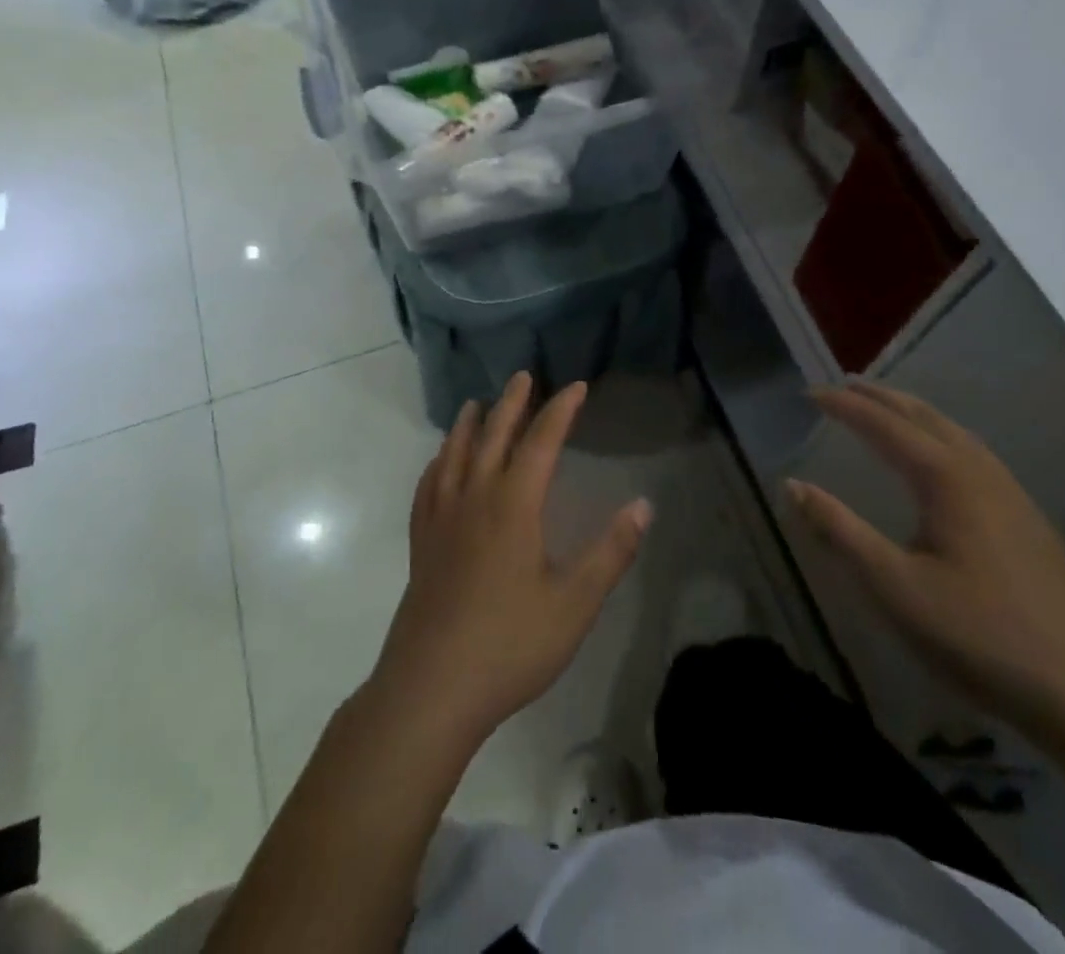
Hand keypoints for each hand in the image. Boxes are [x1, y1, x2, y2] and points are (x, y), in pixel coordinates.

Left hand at [367, 373, 652, 746]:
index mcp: (514, 506)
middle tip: (522, 376)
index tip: (576, 387)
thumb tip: (643, 505)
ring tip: (475, 404)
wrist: (432, 688)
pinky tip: (439, 463)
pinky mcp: (421, 543)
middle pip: (493, 436)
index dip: (560, 410)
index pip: (541, 442)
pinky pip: (428, 487)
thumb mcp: (575, 603)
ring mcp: (442, 520)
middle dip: (511, 403)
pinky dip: (437, 463)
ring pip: (454, 455)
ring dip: (468, 424)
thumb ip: (611, 552)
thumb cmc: (510, 645)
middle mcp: (475, 499)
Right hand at [790, 383, 1064, 737]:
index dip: (845, 406)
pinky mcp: (1029, 520)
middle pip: (924, 417)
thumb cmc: (980, 635)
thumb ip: (840, 531)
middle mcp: (981, 472)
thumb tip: (791, 485)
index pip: (885, 425)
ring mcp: (1012, 494)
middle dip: (881, 397)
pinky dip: (940, 436)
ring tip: (885, 410)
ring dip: (913, 413)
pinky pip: (973, 454)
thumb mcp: (894, 586)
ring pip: (954, 433)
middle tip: (844, 385)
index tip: (810, 393)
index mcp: (947, 479)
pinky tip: (940, 460)